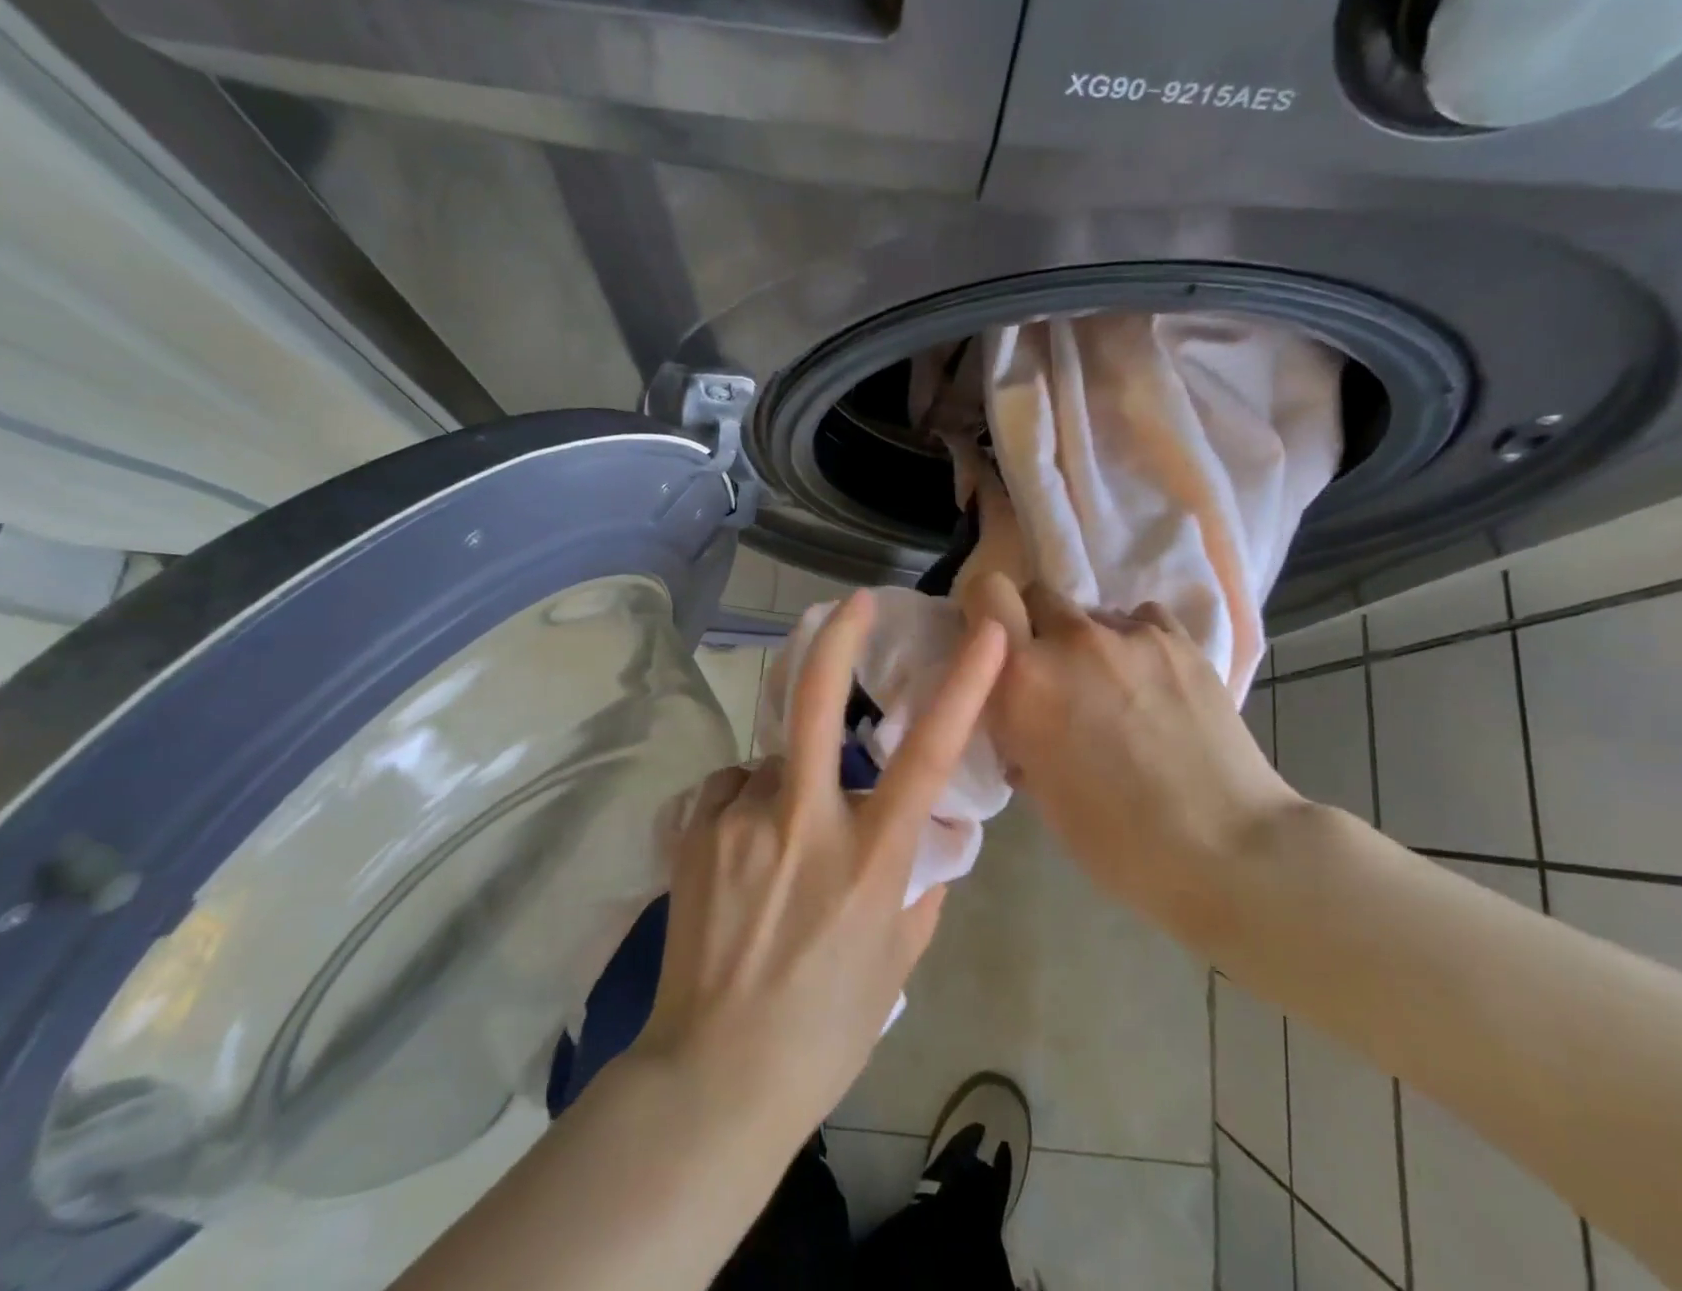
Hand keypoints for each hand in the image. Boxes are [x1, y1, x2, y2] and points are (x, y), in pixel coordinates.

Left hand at [632, 591, 1007, 1147]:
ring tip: (777, 845)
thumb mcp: (896, 961)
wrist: (712, 1078)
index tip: (986, 633)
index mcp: (869, 860)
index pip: (927, 757)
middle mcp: (804, 824)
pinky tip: (741, 852)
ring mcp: (741, 822)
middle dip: (837, 641)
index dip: (962, 686)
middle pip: (816, 706)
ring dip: (786, 782)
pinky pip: (731, 790)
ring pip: (770, 763)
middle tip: (852, 602)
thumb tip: (926, 847)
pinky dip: (746, 804)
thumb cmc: (824, 1029)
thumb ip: (919, 892)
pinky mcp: (695, 832)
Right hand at [961, 572, 1302, 943]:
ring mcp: (1130, 634)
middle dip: (1038, 627)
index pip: (986, 592)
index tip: (995, 638)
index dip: (985, 608)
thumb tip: (1022, 710)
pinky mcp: (1179, 640)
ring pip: (1092, 614)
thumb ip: (1018, 725)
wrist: (1223, 850)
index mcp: (1023, 678)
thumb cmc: (1114, 839)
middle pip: (1038, 595)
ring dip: (1089, 642)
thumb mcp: (1036, 785)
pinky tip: (1153, 684)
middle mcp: (1071, 640)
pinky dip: (1135, 643)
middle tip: (1056, 675)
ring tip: (1117, 691)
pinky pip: (1141, 620)